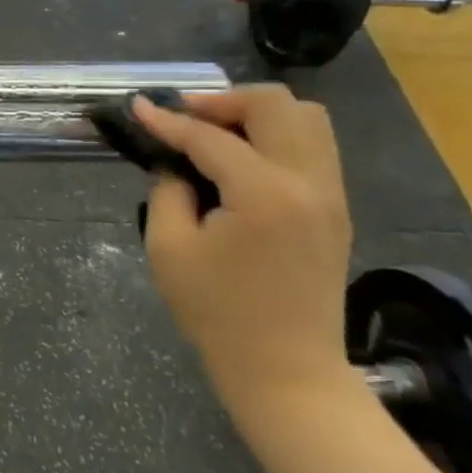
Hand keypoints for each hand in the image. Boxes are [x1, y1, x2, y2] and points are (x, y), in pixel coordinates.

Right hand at [132, 85, 353, 398]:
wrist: (286, 371)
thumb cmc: (217, 312)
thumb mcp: (169, 248)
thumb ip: (168, 192)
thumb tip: (175, 165)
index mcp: (264, 194)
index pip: (210, 137)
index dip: (168, 120)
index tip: (137, 106)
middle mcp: (308, 183)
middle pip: (276, 105)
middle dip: (223, 101)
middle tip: (184, 118)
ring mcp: (330, 195)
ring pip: (306, 119)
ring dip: (255, 114)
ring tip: (214, 133)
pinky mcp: (334, 209)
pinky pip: (312, 147)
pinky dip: (275, 136)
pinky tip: (240, 158)